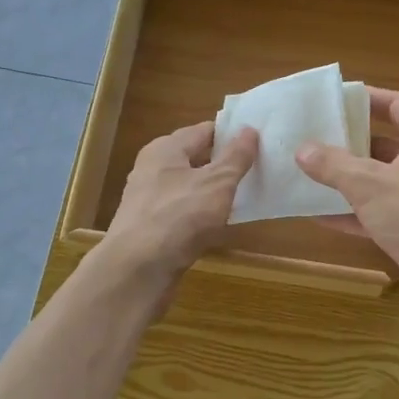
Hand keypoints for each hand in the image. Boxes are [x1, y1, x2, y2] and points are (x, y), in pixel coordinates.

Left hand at [102, 120, 258, 280]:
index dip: (231, 134)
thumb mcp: (217, 183)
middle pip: (195, 158)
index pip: (204, 130)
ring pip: (189, 188)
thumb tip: (250, 130)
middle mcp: (153, 169)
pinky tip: (221, 225)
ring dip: (214, 191)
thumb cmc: (180, 216)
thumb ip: (236, 157)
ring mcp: (150, 200)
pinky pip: (184, 213)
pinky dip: (202, 215)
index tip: (259, 140)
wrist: (139, 269)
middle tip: (259, 168)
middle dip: (224, 163)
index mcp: (165, 149)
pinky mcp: (151, 228)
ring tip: (246, 196)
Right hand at [295, 88, 398, 331]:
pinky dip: (355, 214)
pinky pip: (382, 215)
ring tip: (310, 175)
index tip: (336, 99)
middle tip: (314, 139)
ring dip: (350, 181)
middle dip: (352, 143)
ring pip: (383, 182)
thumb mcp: (368, 183)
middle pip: (388, 144)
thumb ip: (333, 164)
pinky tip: (321, 216)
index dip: (369, 99)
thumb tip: (303, 149)